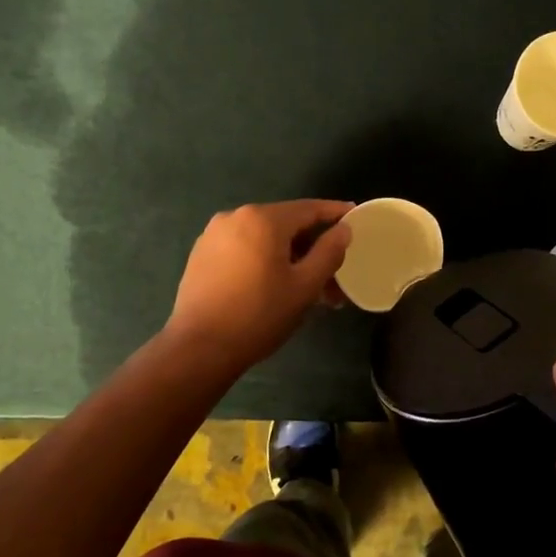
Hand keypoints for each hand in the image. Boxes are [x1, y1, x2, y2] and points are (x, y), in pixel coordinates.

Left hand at [166, 201, 354, 371]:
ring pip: (264, 239)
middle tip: (335, 272)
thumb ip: (329, 252)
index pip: (309, 208)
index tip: (355, 214)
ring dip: (289, 257)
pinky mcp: (202, 254)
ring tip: (307, 287)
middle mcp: (236, 217)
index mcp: (263, 219)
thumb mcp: (305, 286)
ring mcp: (214, 235)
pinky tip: (275, 285)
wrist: (199, 348)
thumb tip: (343, 229)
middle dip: (313, 246)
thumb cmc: (260, 315)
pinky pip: (244, 248)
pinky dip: (264, 260)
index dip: (335, 212)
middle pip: (286, 224)